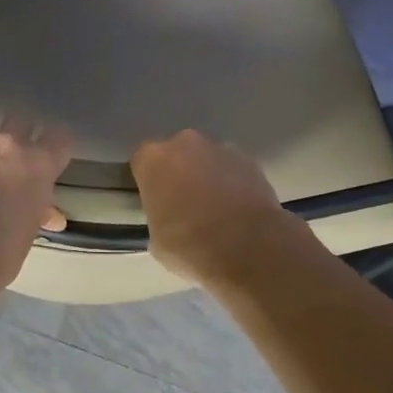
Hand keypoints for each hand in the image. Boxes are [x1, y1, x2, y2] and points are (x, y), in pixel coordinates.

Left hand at [0, 101, 72, 291]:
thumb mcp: (27, 234)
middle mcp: (8, 142)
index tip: (48, 153)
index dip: (54, 144)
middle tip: (6, 150)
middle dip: (16, 131)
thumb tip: (54, 218)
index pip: (60, 137)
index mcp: (39, 165)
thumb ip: (39, 215)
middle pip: (21, 118)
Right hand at [131, 131, 303, 286]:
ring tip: (214, 209)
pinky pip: (233, 170)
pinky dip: (232, 184)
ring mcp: (222, 149)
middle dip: (178, 173)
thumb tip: (169, 218)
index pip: (141, 160)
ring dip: (207, 176)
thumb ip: (158, 217)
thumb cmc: (190, 246)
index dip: (147, 180)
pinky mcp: (251, 162)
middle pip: (176, 154)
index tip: (153, 200)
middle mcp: (186, 144)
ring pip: (206, 159)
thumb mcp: (156, 240)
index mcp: (154, 159)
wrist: (248, 248)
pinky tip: (236, 210)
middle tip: (182, 204)